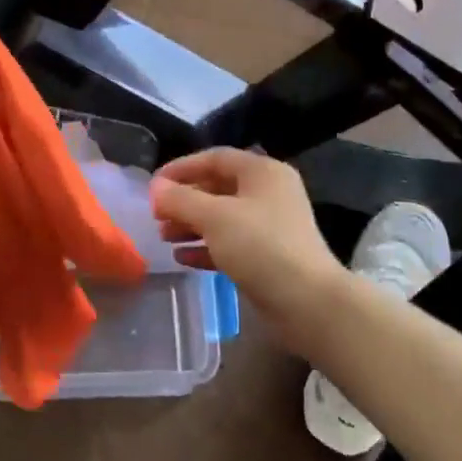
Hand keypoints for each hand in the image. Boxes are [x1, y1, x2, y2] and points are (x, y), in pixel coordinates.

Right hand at [150, 148, 348, 356]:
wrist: (308, 302)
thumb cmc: (261, 247)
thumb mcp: (215, 217)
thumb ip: (181, 200)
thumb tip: (155, 188)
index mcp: (262, 172)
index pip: (215, 158)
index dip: (182, 168)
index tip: (154, 185)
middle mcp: (268, 193)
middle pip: (217, 187)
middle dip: (184, 200)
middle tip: (157, 215)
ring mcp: (270, 226)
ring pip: (222, 217)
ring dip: (191, 224)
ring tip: (164, 237)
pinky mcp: (267, 256)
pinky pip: (230, 243)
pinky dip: (206, 247)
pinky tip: (182, 258)